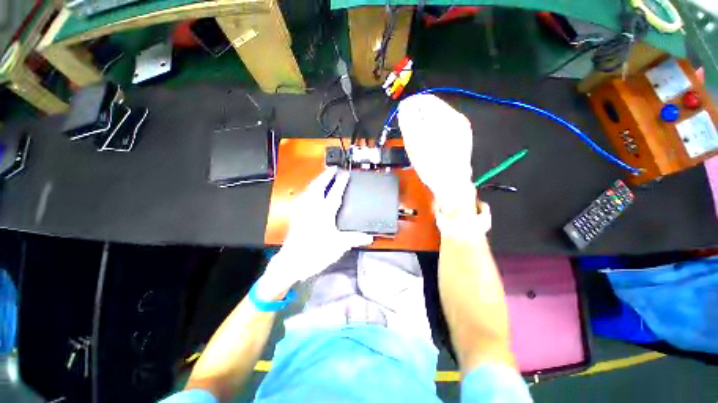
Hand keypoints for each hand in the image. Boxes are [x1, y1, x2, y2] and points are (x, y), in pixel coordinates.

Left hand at [258, 167, 372, 298]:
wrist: (292, 261)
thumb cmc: (316, 252)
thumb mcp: (339, 246)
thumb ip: (354, 239)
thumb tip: (369, 238)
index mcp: (324, 212)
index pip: (334, 193)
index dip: (340, 183)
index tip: (345, 173)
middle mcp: (312, 207)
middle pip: (318, 186)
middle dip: (325, 175)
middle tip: (332, 168)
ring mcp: (302, 210)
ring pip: (309, 190)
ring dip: (316, 181)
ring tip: (322, 177)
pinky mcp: (295, 216)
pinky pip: (302, 197)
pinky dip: (308, 191)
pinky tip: (309, 193)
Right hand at [398, 94, 475, 213]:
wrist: (451, 184)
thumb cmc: (430, 163)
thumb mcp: (413, 140)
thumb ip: (408, 119)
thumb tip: (405, 106)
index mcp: (446, 116)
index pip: (425, 99)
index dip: (410, 103)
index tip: (400, 113)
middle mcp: (457, 118)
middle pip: (433, 107)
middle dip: (417, 114)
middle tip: (407, 126)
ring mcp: (461, 129)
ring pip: (438, 118)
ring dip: (425, 122)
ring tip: (416, 135)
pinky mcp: (462, 139)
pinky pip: (444, 128)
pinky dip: (433, 130)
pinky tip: (428, 141)